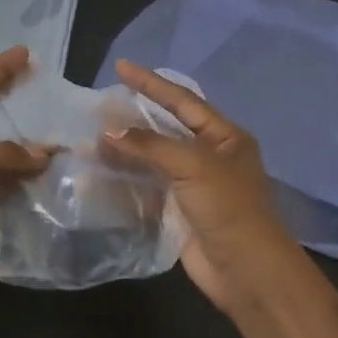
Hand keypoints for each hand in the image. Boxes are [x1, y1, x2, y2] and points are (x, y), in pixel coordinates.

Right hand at [103, 60, 310, 315]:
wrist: (245, 270)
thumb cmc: (228, 208)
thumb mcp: (193, 165)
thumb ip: (150, 145)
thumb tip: (108, 132)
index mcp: (225, 137)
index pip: (182, 100)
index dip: (151, 83)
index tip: (121, 67)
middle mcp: (210, 156)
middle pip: (166, 128)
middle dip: (134, 117)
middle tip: (99, 105)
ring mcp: (193, 185)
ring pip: (153, 158)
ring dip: (125, 149)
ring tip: (92, 138)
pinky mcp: (177, 210)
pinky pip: (147, 186)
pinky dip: (125, 179)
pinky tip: (101, 172)